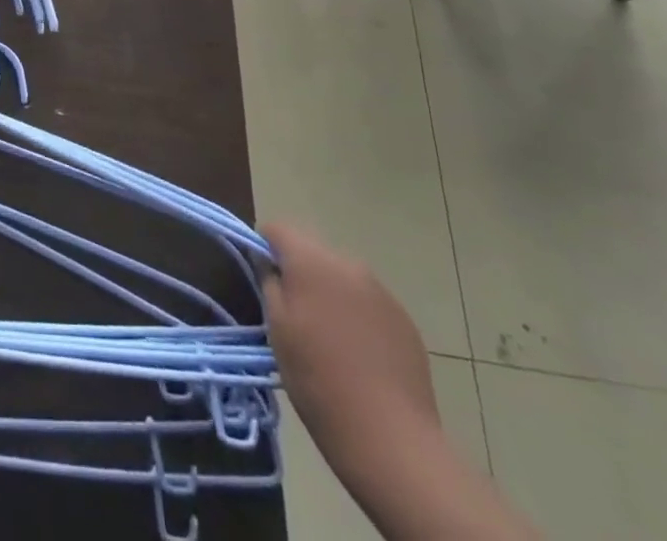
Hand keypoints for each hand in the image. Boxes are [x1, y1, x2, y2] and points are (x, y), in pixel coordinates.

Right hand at [259, 222, 438, 455]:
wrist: (390, 437)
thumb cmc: (318, 379)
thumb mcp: (277, 330)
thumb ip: (269, 283)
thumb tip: (268, 262)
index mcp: (312, 261)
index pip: (278, 229)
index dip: (264, 246)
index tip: (262, 275)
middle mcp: (348, 264)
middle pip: (313, 250)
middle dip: (299, 270)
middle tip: (293, 311)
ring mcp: (381, 291)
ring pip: (342, 276)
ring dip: (329, 291)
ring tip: (327, 335)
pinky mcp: (404, 319)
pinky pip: (368, 301)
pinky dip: (356, 314)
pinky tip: (357, 352)